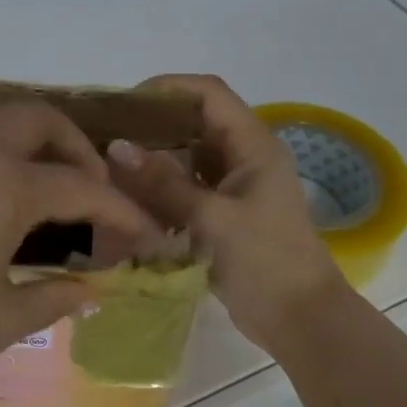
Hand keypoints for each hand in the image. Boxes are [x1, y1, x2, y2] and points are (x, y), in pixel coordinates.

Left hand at [0, 99, 160, 406]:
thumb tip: (92, 291)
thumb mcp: (1, 320)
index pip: (80, 186)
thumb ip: (55, 297)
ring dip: (22, 133)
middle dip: (74, 145)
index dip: (120, 209)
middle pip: (35, 118)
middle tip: (86, 186)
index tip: (143, 231)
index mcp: (2, 187)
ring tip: (35, 175)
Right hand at [104, 74, 347, 350]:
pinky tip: (130, 197)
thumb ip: (162, 183)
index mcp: (253, 145)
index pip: (209, 93)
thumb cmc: (264, 262)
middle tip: (107, 135)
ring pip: (188, 157)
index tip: (124, 103)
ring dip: (154, 159)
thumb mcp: (210, 219)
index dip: (167, 88)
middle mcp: (244, 157)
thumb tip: (116, 147)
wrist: (299, 319)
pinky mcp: (224, 213)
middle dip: (152, 124)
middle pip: (195, 122)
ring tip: (110, 164)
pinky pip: (187, 187)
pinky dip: (161, 188)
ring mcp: (234, 186)